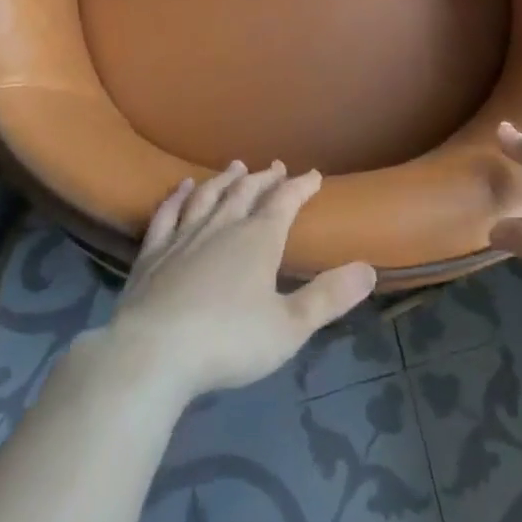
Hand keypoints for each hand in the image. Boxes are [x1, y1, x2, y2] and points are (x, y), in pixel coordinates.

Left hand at [105, 161, 377, 402]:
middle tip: (275, 166)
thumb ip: (328, 297)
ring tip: (235, 167)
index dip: (301, 186)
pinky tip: (182, 188)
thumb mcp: (289, 327)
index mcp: (259, 240)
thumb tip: (370, 269)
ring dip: (225, 180)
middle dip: (264, 178)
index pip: (285, 202)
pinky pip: (168, 214)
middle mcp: (223, 227)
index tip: (313, 175)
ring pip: (209, 197)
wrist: (152, 354)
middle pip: (247, 193)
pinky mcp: (153, 254)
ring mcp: (184, 237)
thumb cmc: (227, 341)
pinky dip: (177, 197)